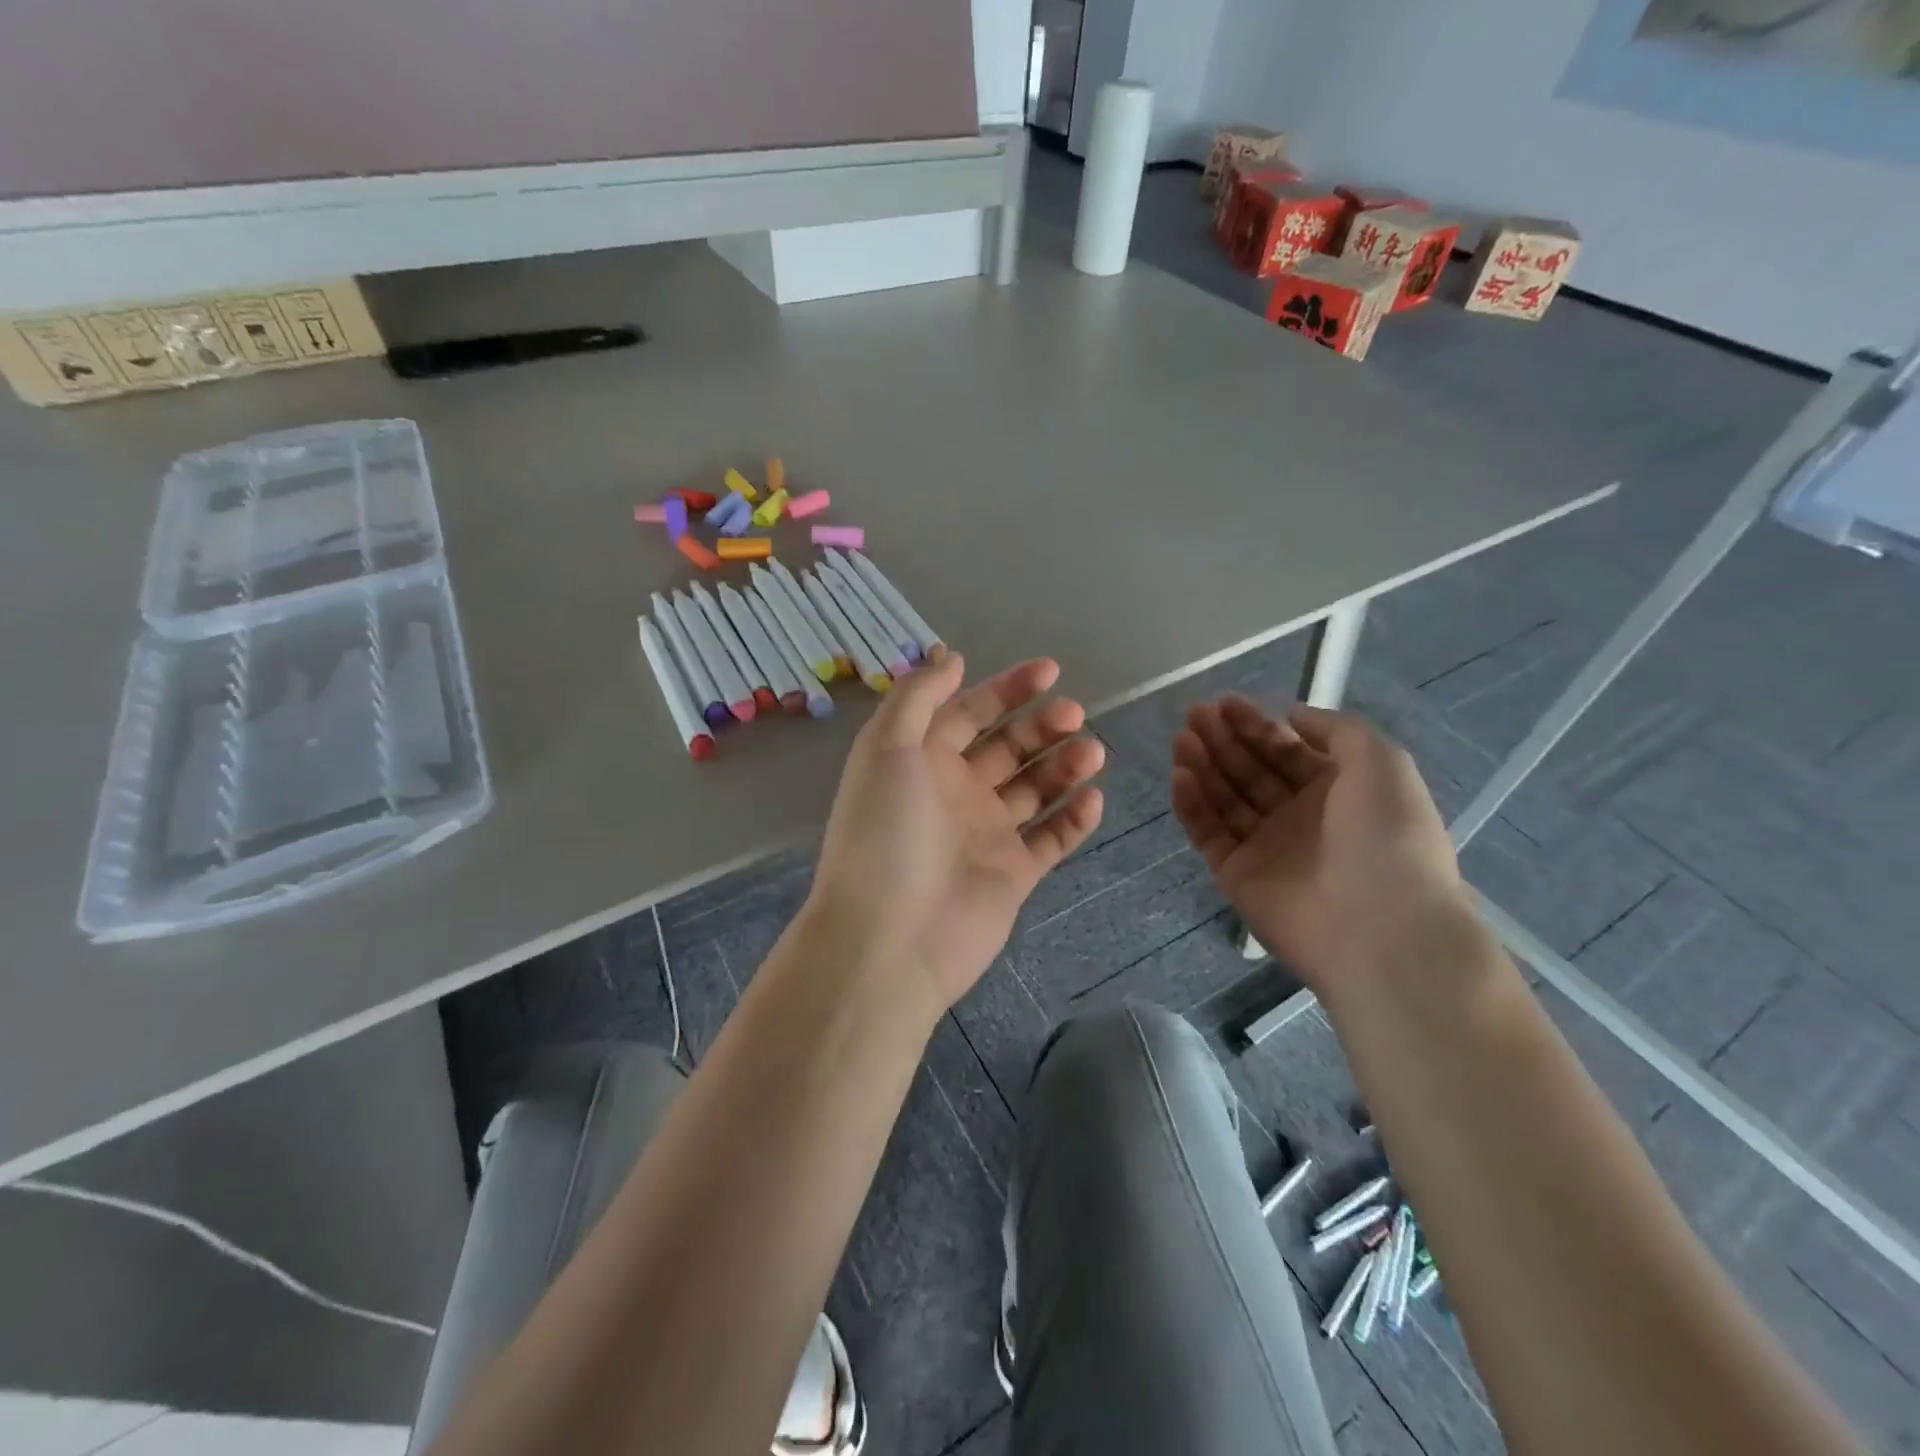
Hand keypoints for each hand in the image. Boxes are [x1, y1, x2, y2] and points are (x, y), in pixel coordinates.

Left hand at [804, 653, 1105, 1018]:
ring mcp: (986, 834)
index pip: (970, 713)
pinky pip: (1052, 839)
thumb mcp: (886, 748)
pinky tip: (1092, 800)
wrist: (889, 939)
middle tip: (1074, 715)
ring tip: (1092, 753)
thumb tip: (950, 656)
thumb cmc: (884, 834)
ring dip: (1065, 766)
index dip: (1007, 688)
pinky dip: (1075, 819)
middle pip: (1009, 747)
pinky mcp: (1013, 874)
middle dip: (1043, 725)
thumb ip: (917, 696)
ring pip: (1036, 789)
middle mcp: (956, 792)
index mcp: (923, 761)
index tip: (1050, 670)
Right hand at [1170, 698, 1471, 995]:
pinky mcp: (1237, 875)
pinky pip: (1208, 833)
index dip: (1255, 725)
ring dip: (1203, 765)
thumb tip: (1292, 717)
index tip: (1224, 702)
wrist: (1380, 927)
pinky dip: (1192, 805)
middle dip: (1223, 739)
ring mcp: (1266, 847)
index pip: (1286, 750)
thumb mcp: (1381, 762)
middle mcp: (1299, 817)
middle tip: (1194, 714)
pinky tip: (1180, 775)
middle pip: (1251, 770)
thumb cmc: (1385, 836)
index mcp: (1337, 791)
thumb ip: (1336, 729)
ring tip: (1182, 739)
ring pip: (1225, 799)